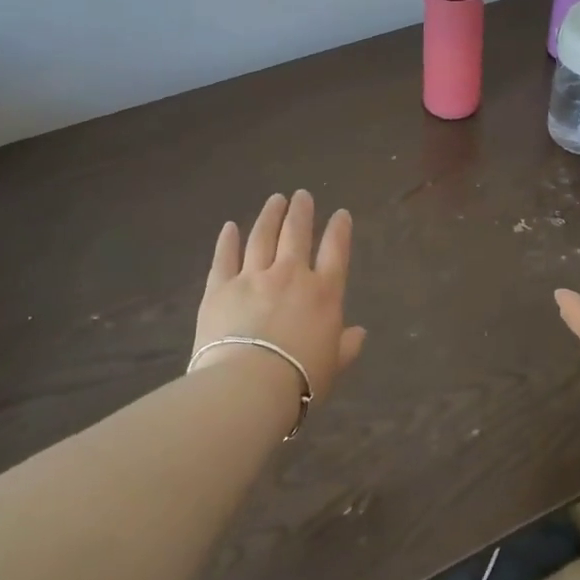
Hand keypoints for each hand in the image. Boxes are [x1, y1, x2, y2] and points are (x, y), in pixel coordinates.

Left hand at [191, 190, 366, 398]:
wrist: (249, 385)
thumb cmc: (301, 380)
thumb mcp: (334, 365)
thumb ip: (347, 346)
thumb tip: (360, 333)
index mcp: (324, 293)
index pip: (336, 252)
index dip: (340, 230)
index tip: (341, 214)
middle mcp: (291, 276)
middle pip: (296, 234)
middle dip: (301, 212)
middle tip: (302, 195)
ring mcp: (253, 277)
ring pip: (262, 237)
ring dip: (270, 216)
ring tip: (275, 199)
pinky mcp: (220, 288)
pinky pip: (224, 257)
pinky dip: (227, 240)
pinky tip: (229, 227)